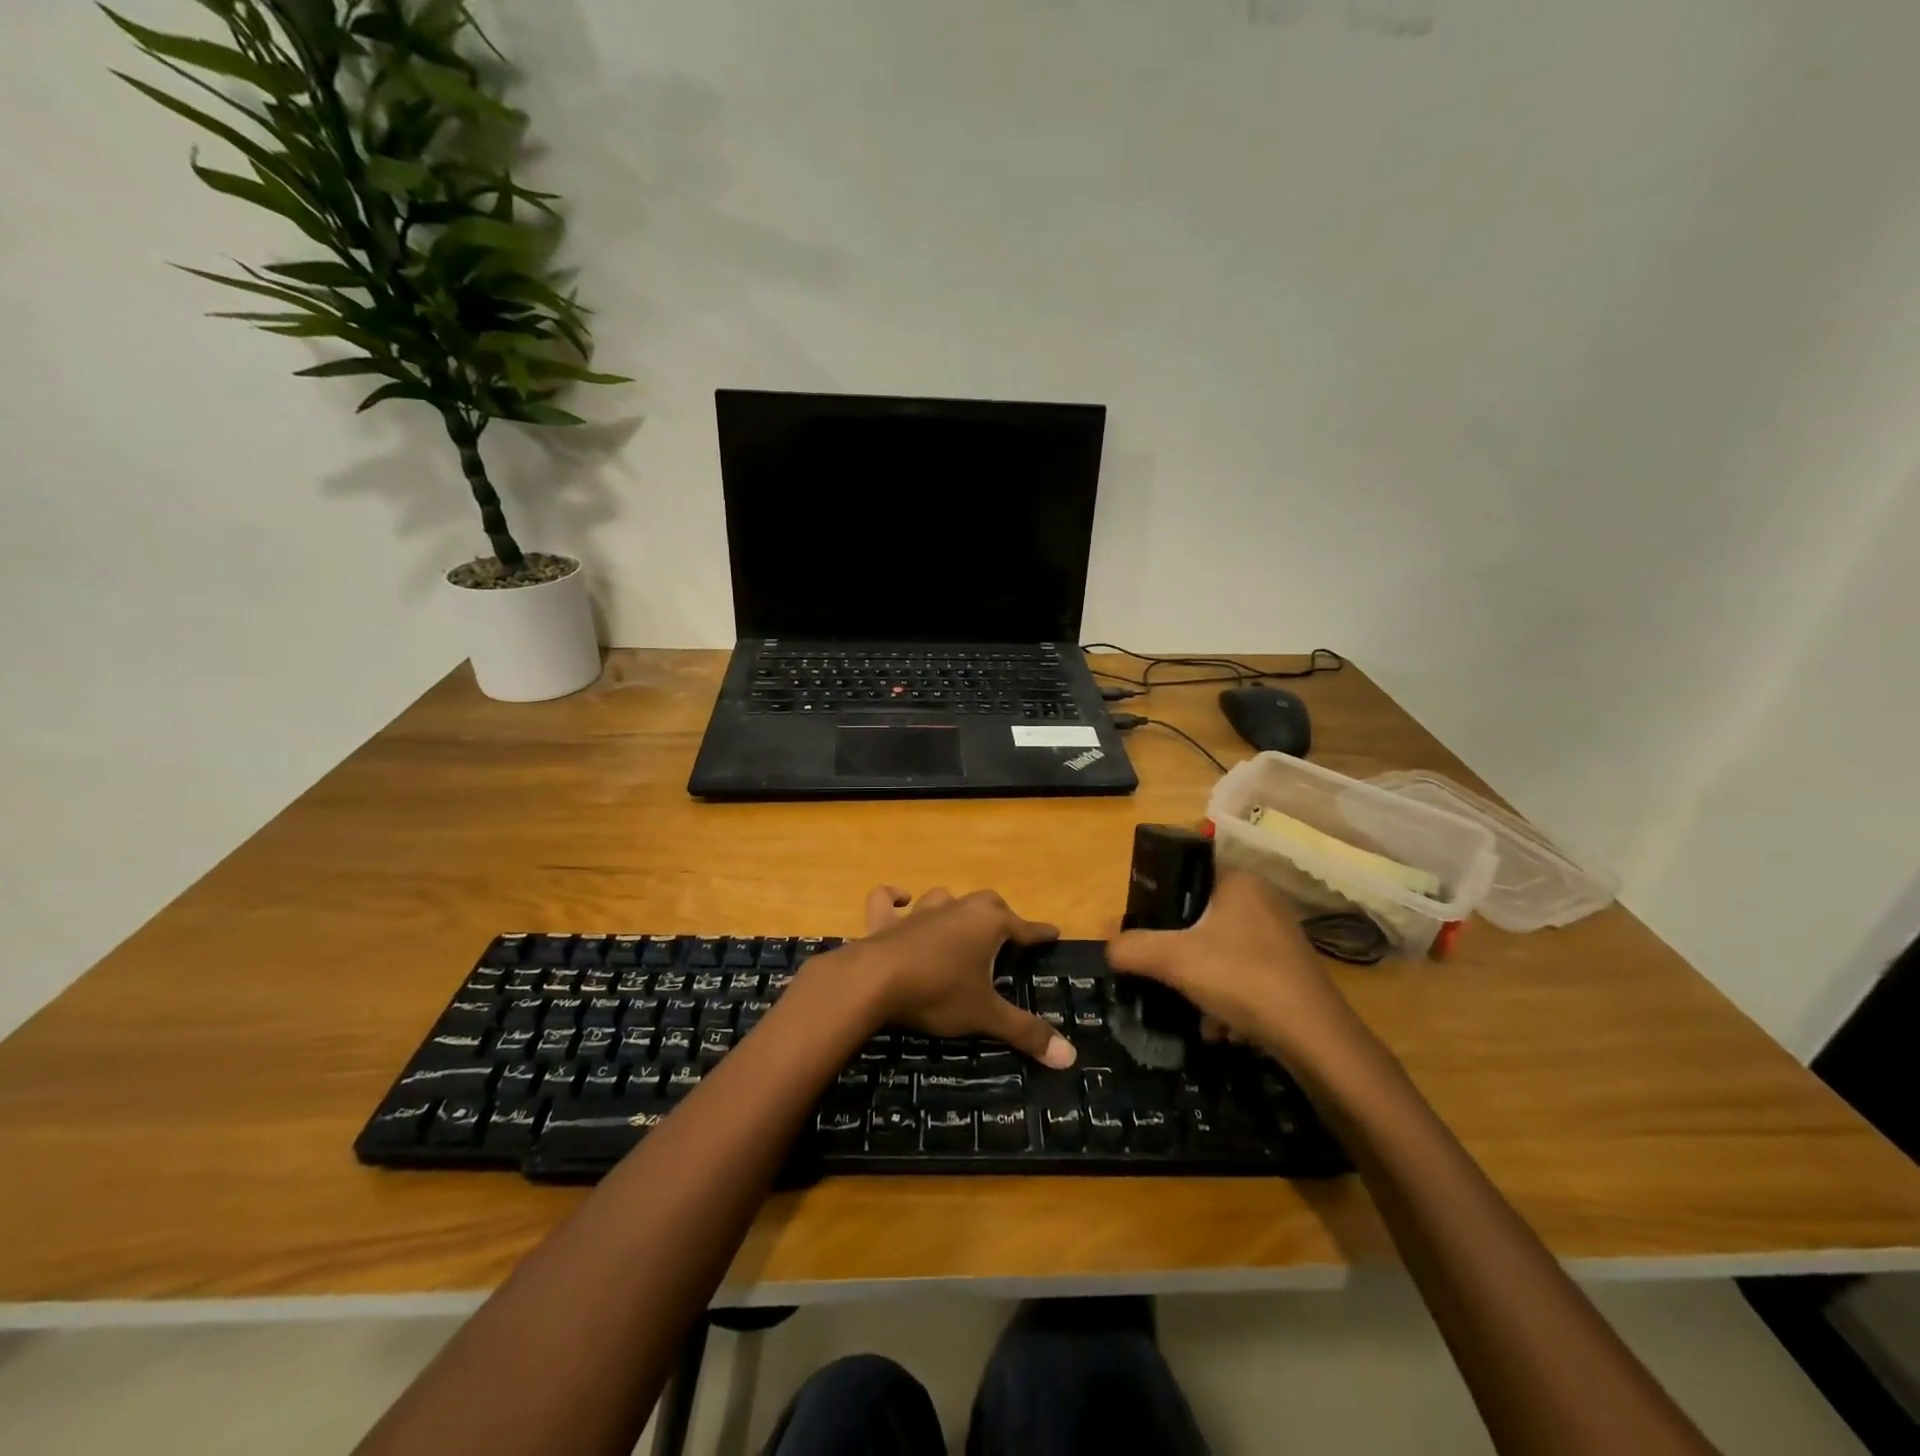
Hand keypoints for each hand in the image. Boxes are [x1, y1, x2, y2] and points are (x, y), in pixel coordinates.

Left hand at [849, 886, 1077, 1068]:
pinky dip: (893, 898)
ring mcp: (920, 913)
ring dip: (954, 906)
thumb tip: (1070, 1057)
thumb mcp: (985, 1015)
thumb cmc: (939, 992)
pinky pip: (887, 901)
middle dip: (1001, 915)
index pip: (1023, 927)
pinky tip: (900, 899)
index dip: (1039, 933)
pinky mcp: (886, 922)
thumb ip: (1025, 1032)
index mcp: (987, 924)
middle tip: (1009, 932)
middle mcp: (957, 909)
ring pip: (944, 898)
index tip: (1053, 933)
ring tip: (960, 920)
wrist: (875, 981)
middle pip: (988, 903)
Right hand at [1105, 869, 1362, 1064]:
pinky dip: (1229, 1000)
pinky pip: (1245, 975)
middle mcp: (1262, 899)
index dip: (1159, 906)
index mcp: (1238, 881)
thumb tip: (1108, 946)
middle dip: (1181, 956)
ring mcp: (1281, 936)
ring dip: (1202, 984)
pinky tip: (1223, 1029)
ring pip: (1220, 953)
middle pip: (1199, 921)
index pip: (1185, 878)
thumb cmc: (1241, 978)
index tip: (1145, 936)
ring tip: (1198, 1014)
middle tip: (1166, 977)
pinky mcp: (1292, 969)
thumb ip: (1132, 948)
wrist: (1316, 1038)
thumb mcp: (1173, 960)